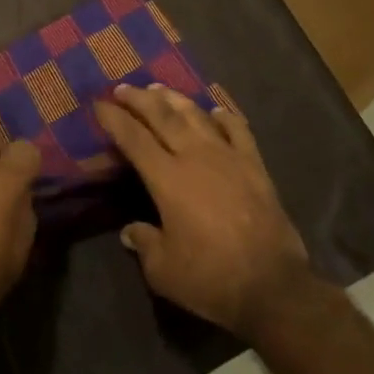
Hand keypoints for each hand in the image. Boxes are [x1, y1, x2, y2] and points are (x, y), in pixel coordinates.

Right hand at [93, 84, 310, 337]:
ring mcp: (228, 156)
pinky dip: (225, 116)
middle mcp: (195, 156)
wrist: (273, 285)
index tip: (99, 104)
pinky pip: (238, 129)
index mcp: (167, 178)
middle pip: (162, 115)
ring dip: (175, 99)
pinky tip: (217, 110)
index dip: (114, 119)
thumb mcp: (163, 270)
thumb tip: (130, 231)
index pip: (133, 138)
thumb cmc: (211, 278)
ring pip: (196, 115)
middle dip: (139, 99)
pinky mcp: (254, 165)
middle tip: (123, 88)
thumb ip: (144, 243)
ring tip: (159, 89)